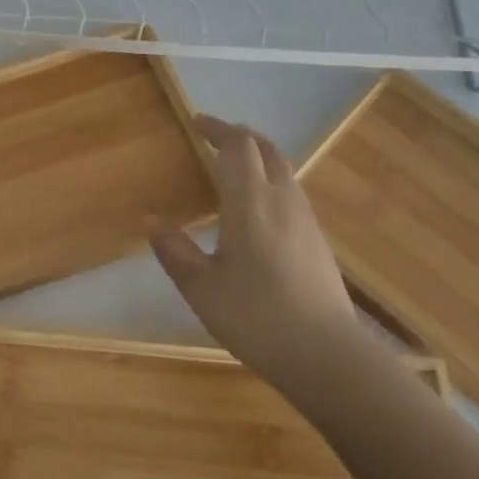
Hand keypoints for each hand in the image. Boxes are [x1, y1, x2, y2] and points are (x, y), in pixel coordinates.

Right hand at [150, 116, 363, 380]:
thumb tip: (152, 221)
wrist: (326, 355)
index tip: (196, 123)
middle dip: (240, 137)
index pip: (237, 146)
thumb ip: (175, 251)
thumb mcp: (201, 288)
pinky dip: (270, 182)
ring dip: (259, 158)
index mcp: (250, 202)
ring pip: (284, 171)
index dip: (217, 128)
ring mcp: (306, 220)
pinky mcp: (318, 242)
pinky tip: (258, 210)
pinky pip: (291, 194)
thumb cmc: (255, 317)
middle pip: (266, 150)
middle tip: (215, 138)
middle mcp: (282, 200)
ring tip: (234, 169)